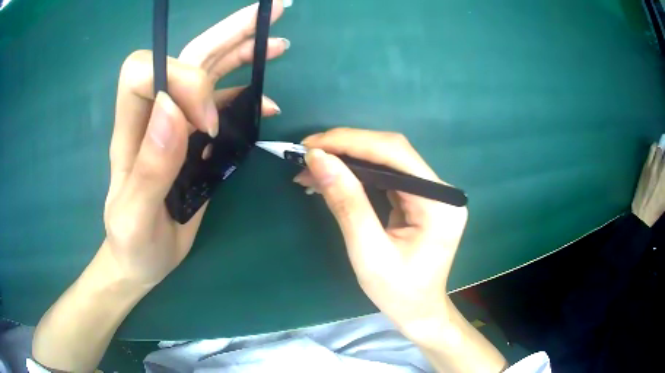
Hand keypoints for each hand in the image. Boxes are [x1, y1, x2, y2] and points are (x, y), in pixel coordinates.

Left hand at [104, 0, 288, 285]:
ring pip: (209, 72)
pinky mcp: (196, 141)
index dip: (183, 80)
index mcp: (133, 128)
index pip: (149, 71)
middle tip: (271, 14)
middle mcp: (155, 116)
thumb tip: (176, 110)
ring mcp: (177, 126)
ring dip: (243, 52)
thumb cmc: (131, 242)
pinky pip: (223, 105)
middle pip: (188, 56)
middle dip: (228, 31)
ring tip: (278, 43)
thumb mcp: (134, 215)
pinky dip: (248, 95)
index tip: (207, 122)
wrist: (139, 259)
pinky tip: (270, 99)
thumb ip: (150, 166)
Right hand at [295, 128, 467, 331]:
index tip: (312, 145)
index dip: (352, 142)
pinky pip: (386, 175)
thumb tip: (319, 159)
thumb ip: (347, 203)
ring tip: (313, 166)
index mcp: (439, 203)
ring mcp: (432, 193)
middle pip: (391, 151)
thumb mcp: (368, 253)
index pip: (395, 153)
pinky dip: (356, 173)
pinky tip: (332, 177)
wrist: (418, 311)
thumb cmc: (398, 292)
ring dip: (348, 159)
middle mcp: (441, 191)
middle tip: (307, 153)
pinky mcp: (420, 199)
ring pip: (386, 160)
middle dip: (346, 147)